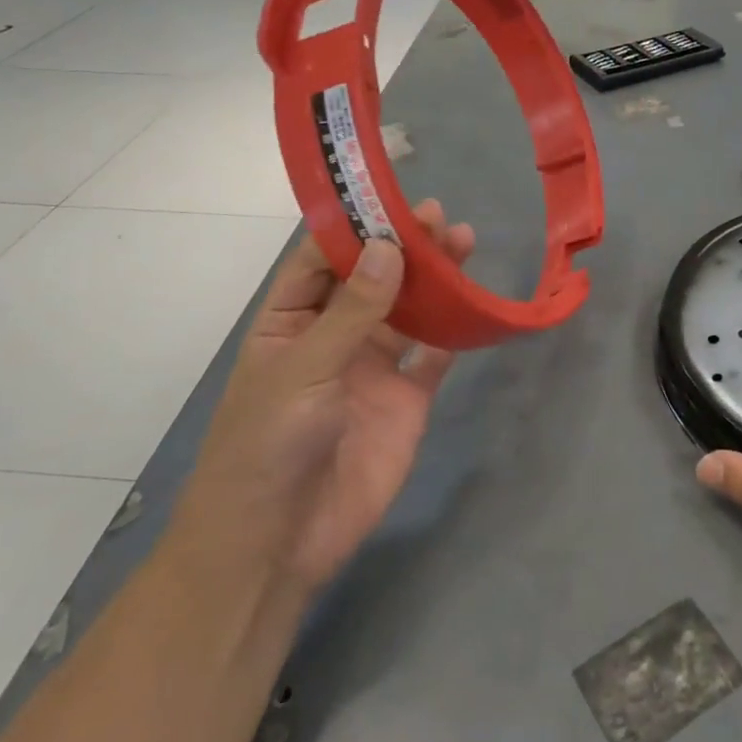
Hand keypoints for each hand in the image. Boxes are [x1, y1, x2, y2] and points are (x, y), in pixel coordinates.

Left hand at [168, 199, 473, 605]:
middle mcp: (333, 336)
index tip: (390, 197)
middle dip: (403, 246)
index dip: (354, 227)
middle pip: (373, 279)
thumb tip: (390, 246)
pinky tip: (475, 300)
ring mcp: (372, 368)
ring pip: (409, 310)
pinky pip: (434, 355)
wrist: (278, 544)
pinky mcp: (407, 399)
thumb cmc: (267, 446)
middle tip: (439, 216)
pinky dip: (455, 329)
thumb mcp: (302, 370)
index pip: (321, 261)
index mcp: (290, 322)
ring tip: (463, 242)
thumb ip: (352, 311)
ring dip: (434, 279)